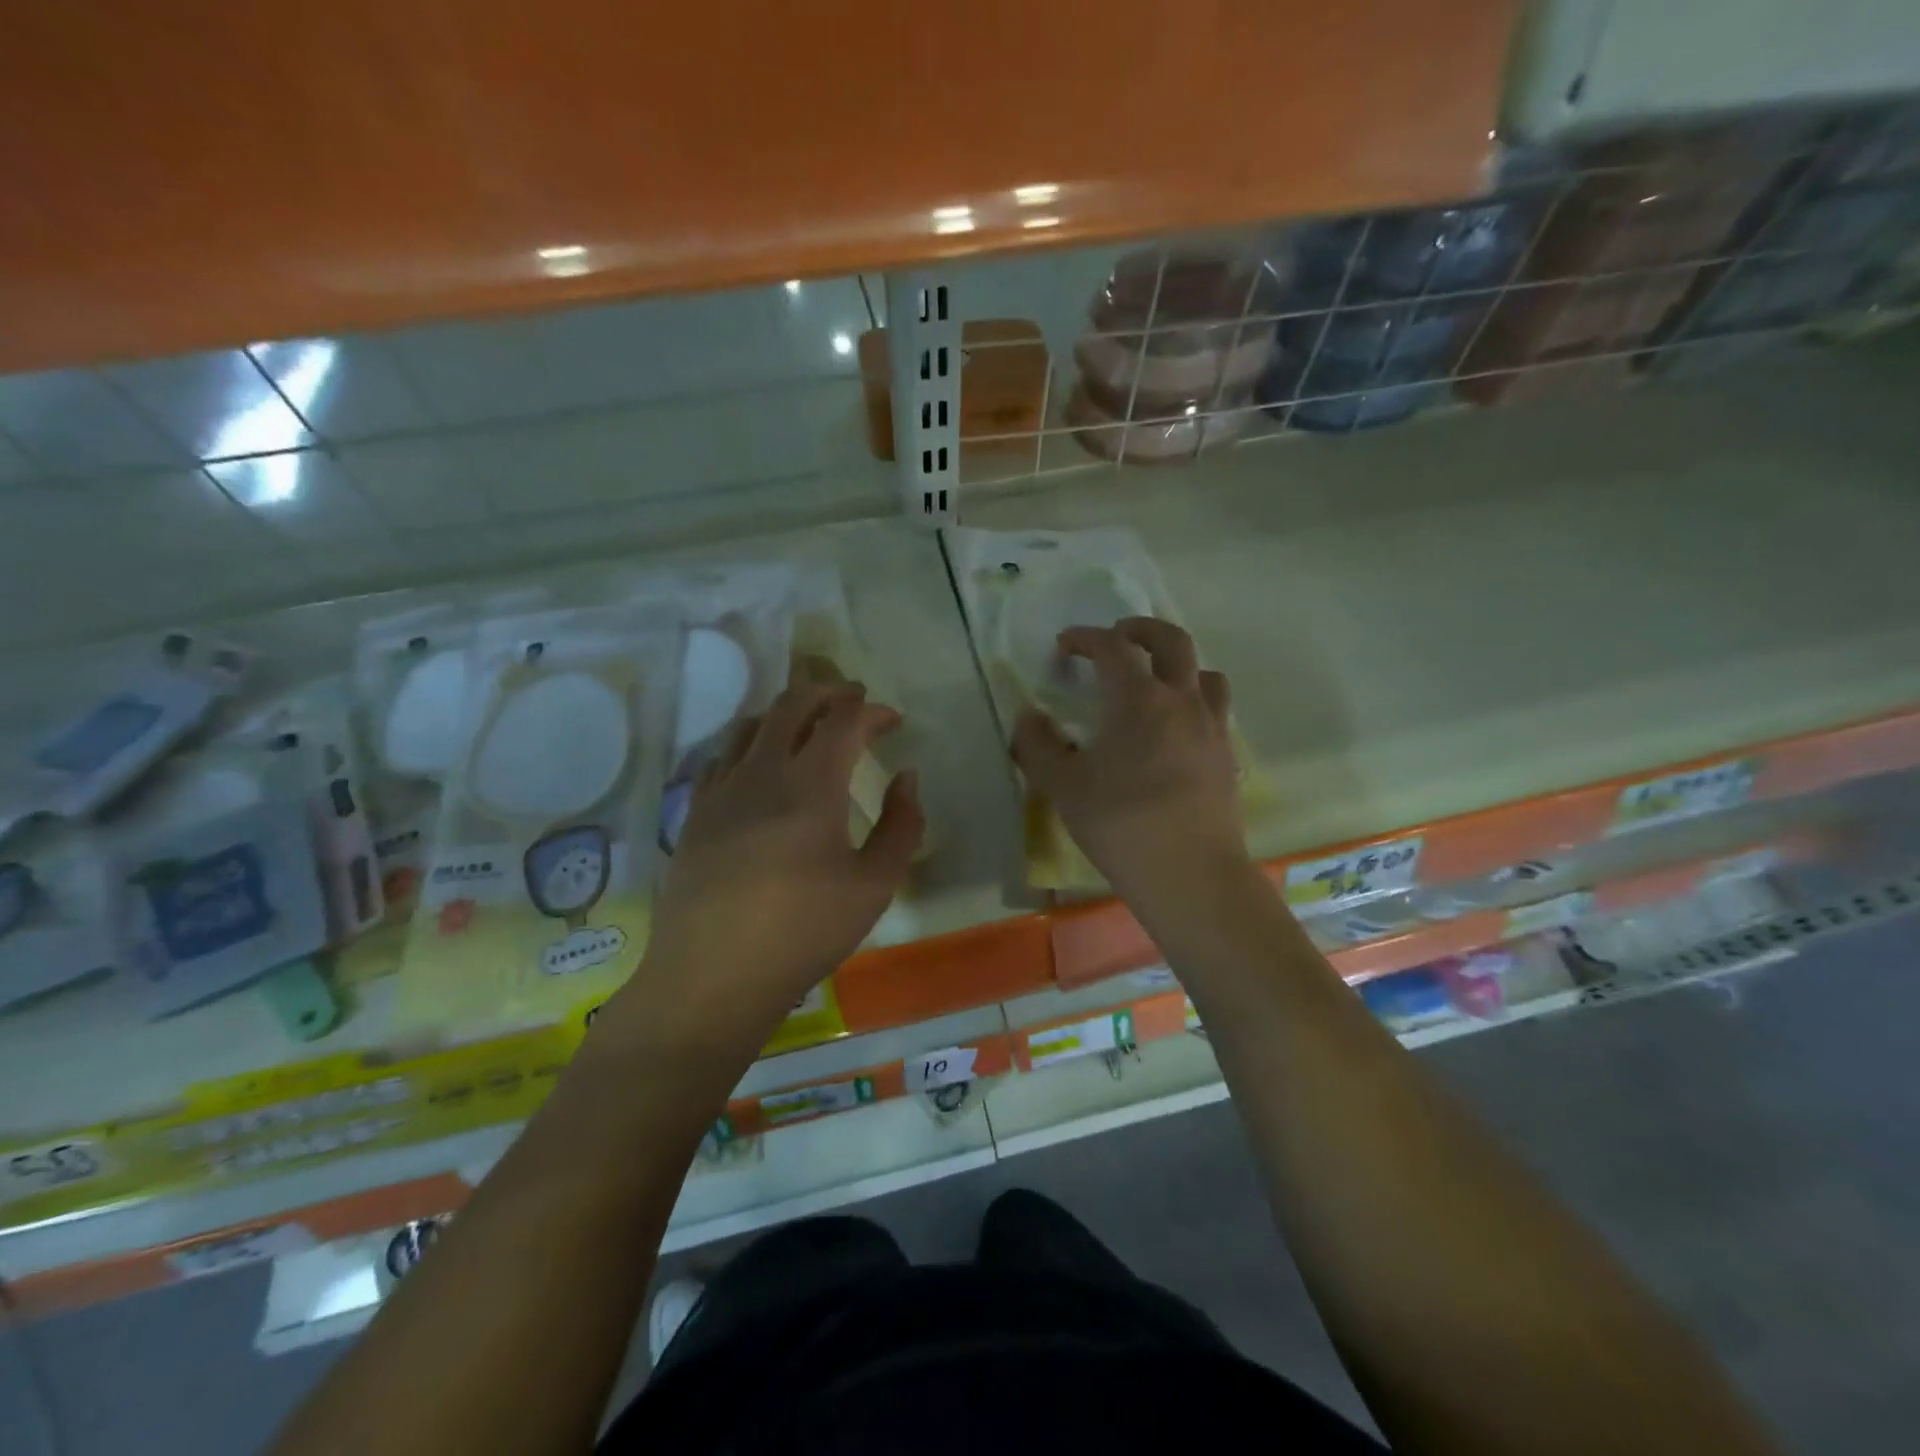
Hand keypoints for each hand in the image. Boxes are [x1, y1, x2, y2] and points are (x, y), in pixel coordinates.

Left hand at [629, 679, 924, 1045]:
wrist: (712, 976)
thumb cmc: (803, 932)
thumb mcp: (874, 886)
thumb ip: (902, 826)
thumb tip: (907, 779)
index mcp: (810, 785)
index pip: (843, 721)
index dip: (872, 711)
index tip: (893, 721)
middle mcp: (761, 771)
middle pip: (792, 704)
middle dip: (828, 692)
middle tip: (853, 700)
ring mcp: (721, 789)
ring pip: (752, 723)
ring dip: (786, 712)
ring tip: (808, 726)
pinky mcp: (695, 812)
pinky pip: (723, 756)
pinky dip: (750, 743)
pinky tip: (759, 765)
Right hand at [1013, 618, 1248, 904]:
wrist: (1190, 875)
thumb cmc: (1121, 825)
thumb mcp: (1063, 787)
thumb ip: (1038, 745)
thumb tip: (1028, 717)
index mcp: (1139, 700)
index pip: (1113, 648)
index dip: (1087, 638)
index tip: (1066, 645)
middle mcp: (1182, 702)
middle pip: (1172, 641)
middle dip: (1142, 629)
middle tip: (1119, 635)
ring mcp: (1212, 728)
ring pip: (1205, 673)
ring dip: (1178, 664)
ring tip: (1156, 681)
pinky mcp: (1227, 757)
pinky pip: (1215, 710)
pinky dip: (1194, 701)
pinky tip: (1175, 731)